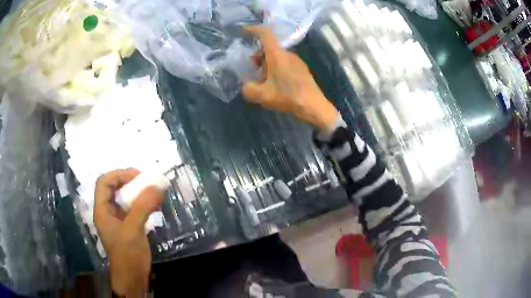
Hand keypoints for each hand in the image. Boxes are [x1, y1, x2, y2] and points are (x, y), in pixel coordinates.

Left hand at [94, 168, 163, 296]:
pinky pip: (133, 208)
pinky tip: (153, 205)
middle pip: (113, 188)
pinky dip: (142, 203)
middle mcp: (107, 212)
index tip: (138, 176)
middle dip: (129, 181)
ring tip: (152, 191)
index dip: (119, 175)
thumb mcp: (133, 229)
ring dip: (137, 192)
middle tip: (146, 181)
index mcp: (102, 210)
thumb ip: (143, 206)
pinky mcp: (127, 226)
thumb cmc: (127, 254)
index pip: (104, 182)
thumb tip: (157, 186)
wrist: (132, 278)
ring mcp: (117, 219)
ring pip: (124, 198)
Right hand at [243, 27, 338, 132]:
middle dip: (258, 55)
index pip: (265, 34)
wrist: (314, 107)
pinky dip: (276, 68)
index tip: (244, 31)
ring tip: (263, 81)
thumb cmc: (288, 97)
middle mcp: (288, 54)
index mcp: (278, 55)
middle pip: (270, 47)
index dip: (253, 30)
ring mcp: (297, 61)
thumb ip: (248, 88)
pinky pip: (285, 63)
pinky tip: (276, 84)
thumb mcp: (262, 95)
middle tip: (252, 69)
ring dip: (267, 64)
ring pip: (277, 56)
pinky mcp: (302, 69)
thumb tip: (246, 85)